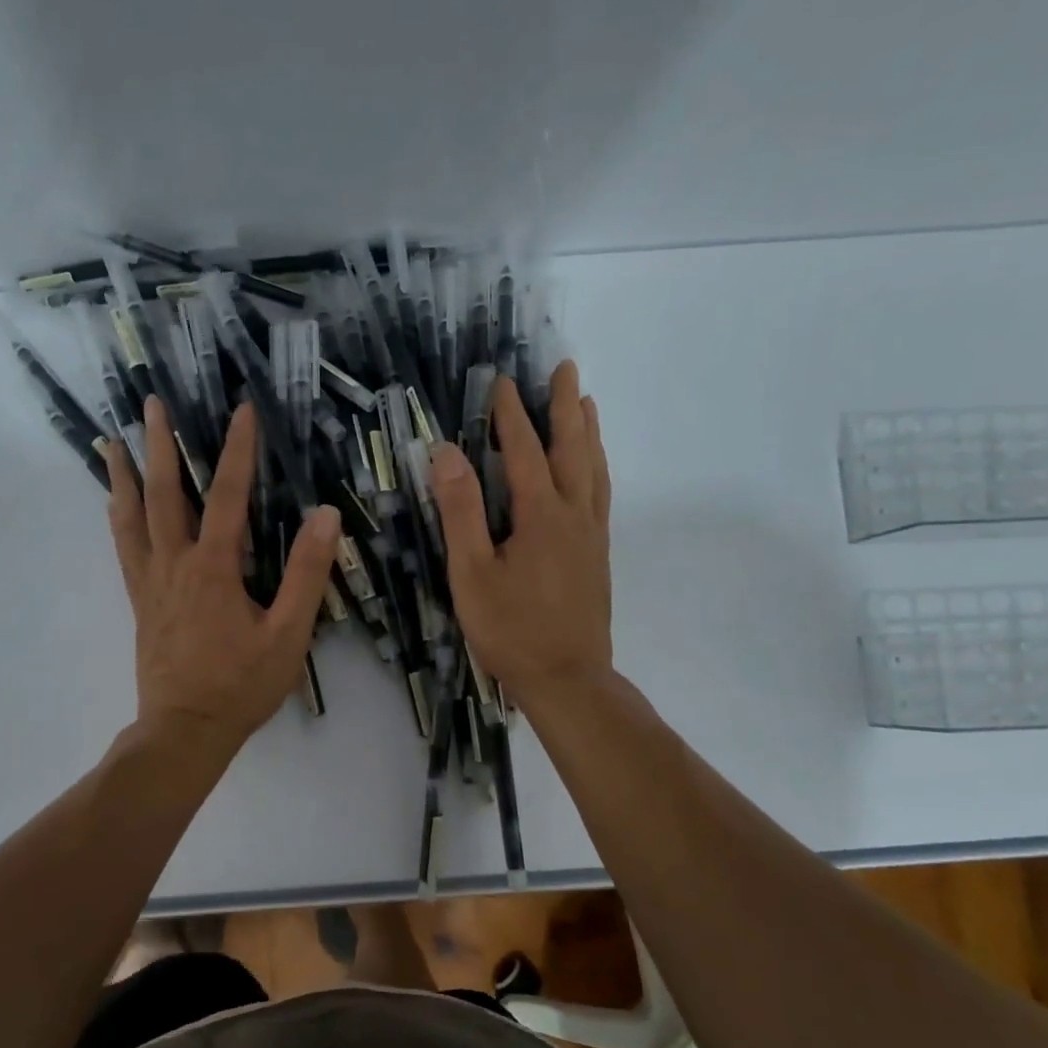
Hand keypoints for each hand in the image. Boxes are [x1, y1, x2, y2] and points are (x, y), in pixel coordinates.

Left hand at [107, 396, 340, 751]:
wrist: (185, 730)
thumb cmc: (241, 685)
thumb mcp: (288, 634)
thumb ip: (306, 574)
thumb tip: (325, 515)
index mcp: (214, 567)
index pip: (229, 495)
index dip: (237, 450)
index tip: (241, 410)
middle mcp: (175, 564)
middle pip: (165, 494)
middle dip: (160, 446)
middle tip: (150, 404)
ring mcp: (151, 582)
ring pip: (132, 518)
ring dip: (124, 476)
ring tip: (112, 442)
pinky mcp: (141, 602)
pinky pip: (124, 549)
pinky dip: (118, 518)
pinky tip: (114, 505)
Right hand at [428, 360, 612, 708]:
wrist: (567, 678)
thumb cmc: (511, 630)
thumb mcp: (472, 573)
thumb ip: (461, 511)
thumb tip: (447, 453)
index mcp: (541, 516)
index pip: (525, 451)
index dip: (512, 415)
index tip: (504, 381)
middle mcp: (574, 515)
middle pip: (573, 449)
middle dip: (564, 406)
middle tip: (565, 368)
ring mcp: (592, 535)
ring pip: (594, 470)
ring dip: (588, 432)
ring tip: (585, 403)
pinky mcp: (598, 555)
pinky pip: (601, 494)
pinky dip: (597, 467)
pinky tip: (592, 469)